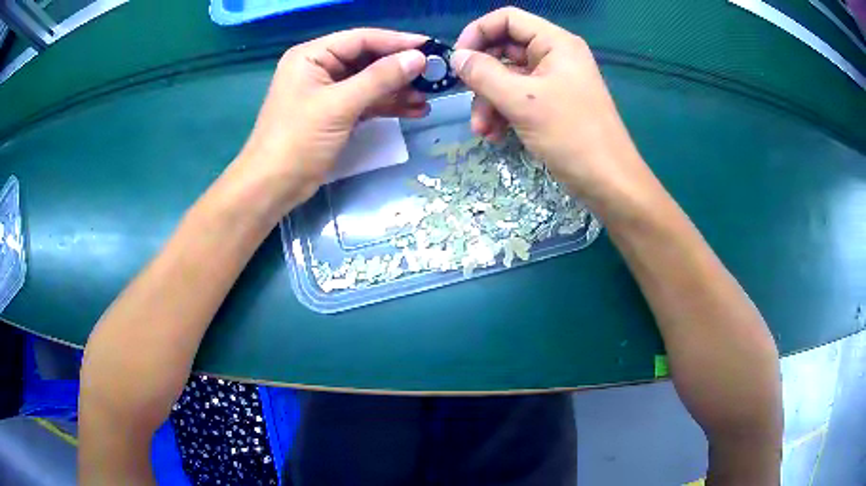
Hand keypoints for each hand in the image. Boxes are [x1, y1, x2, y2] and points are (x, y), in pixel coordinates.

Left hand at [233, 29, 428, 213]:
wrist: (272, 187)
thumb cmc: (298, 141)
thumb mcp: (340, 105)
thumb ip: (380, 78)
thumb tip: (419, 58)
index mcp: (312, 56)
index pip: (361, 39)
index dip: (397, 41)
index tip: (431, 47)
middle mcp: (319, 68)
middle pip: (367, 59)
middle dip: (400, 68)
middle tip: (434, 75)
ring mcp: (327, 91)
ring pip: (370, 82)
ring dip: (398, 89)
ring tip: (428, 97)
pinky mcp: (334, 113)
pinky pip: (366, 101)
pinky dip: (387, 105)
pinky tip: (413, 110)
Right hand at [453, 8, 650, 204]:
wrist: (609, 182)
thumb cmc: (572, 135)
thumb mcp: (522, 101)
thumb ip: (484, 74)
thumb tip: (457, 58)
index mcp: (555, 43)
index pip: (507, 19)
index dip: (478, 33)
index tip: (458, 60)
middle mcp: (554, 56)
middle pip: (504, 49)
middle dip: (482, 77)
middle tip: (467, 100)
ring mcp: (554, 81)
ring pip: (508, 77)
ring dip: (489, 101)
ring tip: (483, 131)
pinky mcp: (553, 104)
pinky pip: (519, 98)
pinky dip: (503, 113)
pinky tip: (496, 136)